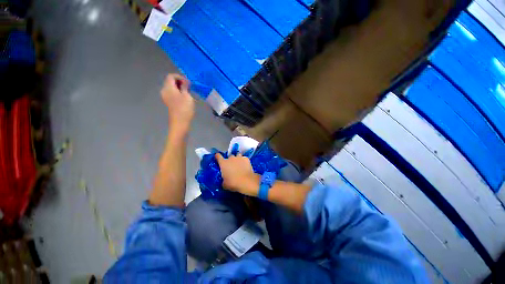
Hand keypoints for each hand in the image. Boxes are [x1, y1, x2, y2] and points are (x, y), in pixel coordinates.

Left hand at [161, 74, 194, 132]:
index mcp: (168, 88)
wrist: (180, 122)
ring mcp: (165, 97)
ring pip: (171, 87)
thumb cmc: (184, 108)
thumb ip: (185, 87)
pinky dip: (178, 92)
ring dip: (179, 87)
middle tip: (189, 87)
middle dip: (180, 82)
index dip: (180, 77)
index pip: (171, 76)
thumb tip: (185, 82)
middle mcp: (164, 90)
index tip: (188, 82)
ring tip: (188, 92)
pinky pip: (172, 93)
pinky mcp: (168, 102)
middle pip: (170, 81)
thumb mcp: (187, 96)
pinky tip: (185, 97)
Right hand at [215, 153, 259, 196]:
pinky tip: (245, 166)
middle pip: (229, 157)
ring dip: (237, 159)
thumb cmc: (233, 183)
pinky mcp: (246, 159)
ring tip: (239, 165)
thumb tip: (224, 180)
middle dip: (230, 161)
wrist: (246, 181)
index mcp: (223, 163)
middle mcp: (231, 158)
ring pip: (237, 155)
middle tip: (232, 167)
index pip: (218, 156)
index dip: (218, 156)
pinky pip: (244, 158)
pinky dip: (244, 161)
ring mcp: (239, 157)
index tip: (218, 158)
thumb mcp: (224, 184)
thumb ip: (223, 180)